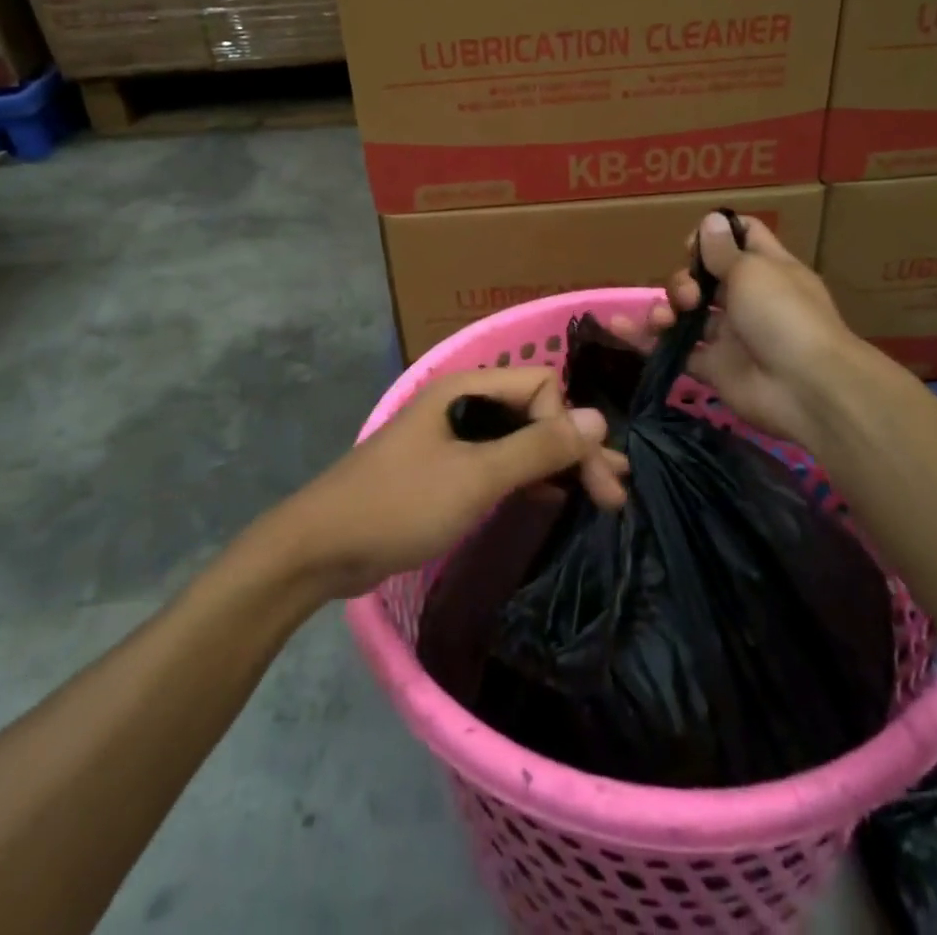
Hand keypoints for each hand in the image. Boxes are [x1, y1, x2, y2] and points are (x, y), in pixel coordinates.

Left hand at [274, 368, 623, 598]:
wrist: (322, 547)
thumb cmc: (401, 504)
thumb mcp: (476, 476)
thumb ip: (537, 447)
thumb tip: (599, 418)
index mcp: (467, 389)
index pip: (541, 388)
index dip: (570, 428)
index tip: (592, 479)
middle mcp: (463, 404)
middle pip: (534, 413)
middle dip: (574, 449)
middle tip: (614, 494)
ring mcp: (452, 438)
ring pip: (518, 441)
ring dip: (557, 465)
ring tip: (601, 496)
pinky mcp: (446, 471)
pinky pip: (499, 465)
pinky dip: (529, 479)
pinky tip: (553, 499)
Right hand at [613, 211, 853, 448]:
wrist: (805, 388)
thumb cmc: (783, 315)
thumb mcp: (753, 271)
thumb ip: (723, 250)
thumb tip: (711, 220)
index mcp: (766, 269)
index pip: (741, 238)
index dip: (714, 236)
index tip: (692, 246)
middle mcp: (747, 299)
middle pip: (703, 277)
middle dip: (684, 279)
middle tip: (690, 295)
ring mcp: (729, 335)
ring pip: (686, 313)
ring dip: (665, 308)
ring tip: (663, 319)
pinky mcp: (712, 367)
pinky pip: (674, 349)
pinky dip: (647, 339)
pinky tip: (620, 327)